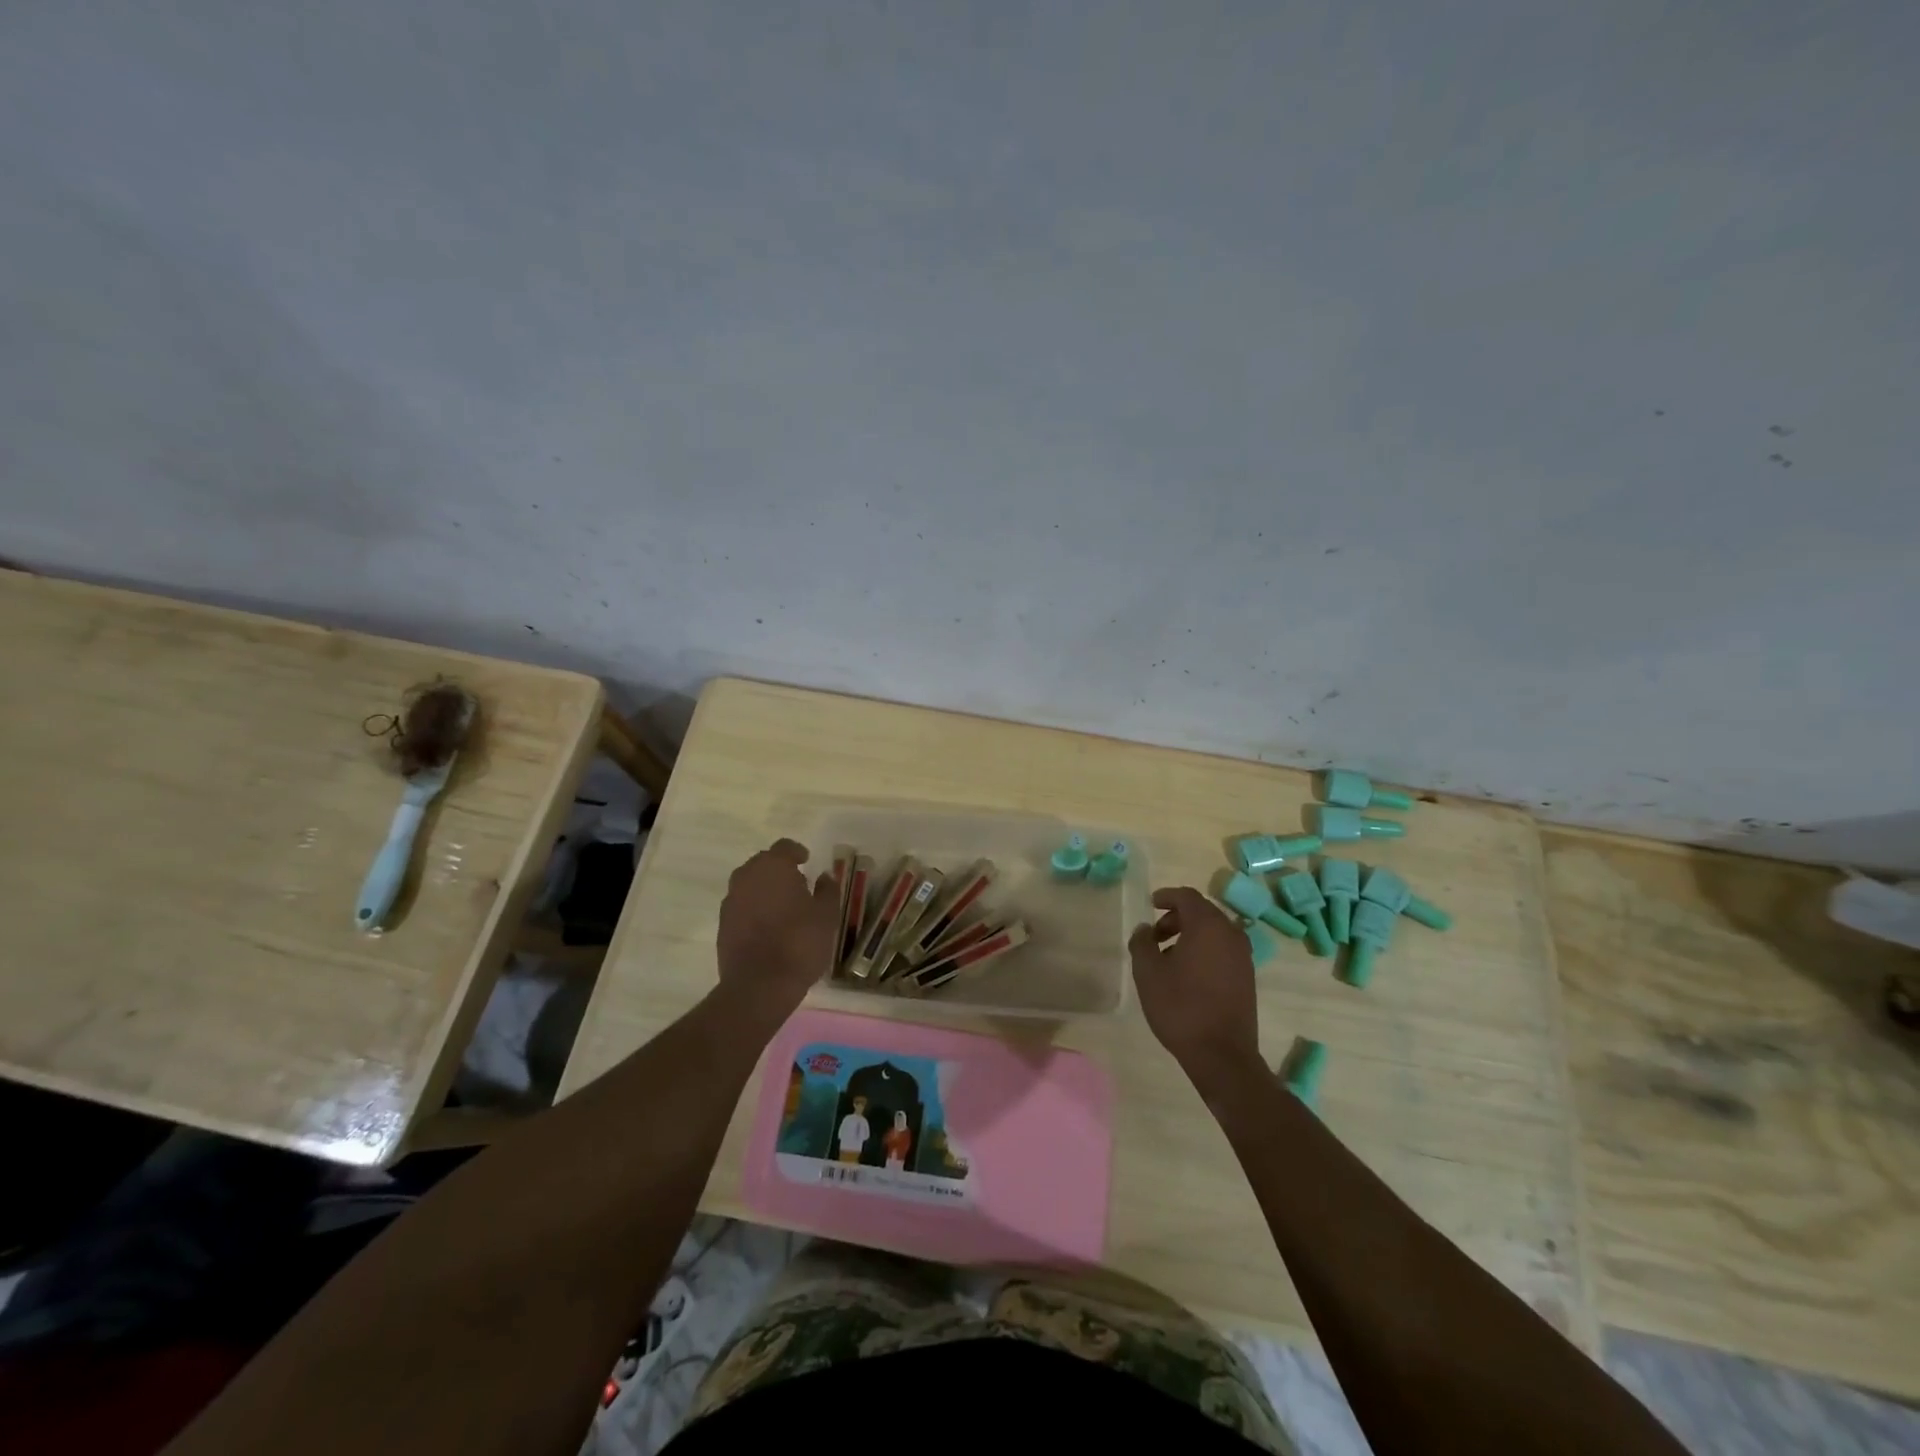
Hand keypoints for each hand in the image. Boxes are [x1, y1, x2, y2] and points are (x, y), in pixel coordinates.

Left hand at [715, 839, 839, 1028]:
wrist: (759, 985)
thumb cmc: (799, 943)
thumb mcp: (826, 915)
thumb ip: (827, 890)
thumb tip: (824, 877)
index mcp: (772, 867)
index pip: (784, 847)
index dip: (796, 852)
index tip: (807, 860)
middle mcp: (746, 877)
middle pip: (763, 863)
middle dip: (779, 869)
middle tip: (798, 884)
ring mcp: (730, 901)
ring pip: (750, 885)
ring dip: (765, 889)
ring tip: (784, 906)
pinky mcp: (722, 925)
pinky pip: (741, 906)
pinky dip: (754, 909)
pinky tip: (769, 926)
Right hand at [1129, 887, 1264, 1098]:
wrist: (1222, 1054)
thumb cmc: (1181, 1006)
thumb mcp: (1148, 972)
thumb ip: (1142, 943)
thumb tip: (1144, 929)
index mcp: (1208, 926)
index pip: (1187, 896)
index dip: (1167, 896)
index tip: (1150, 904)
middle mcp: (1231, 934)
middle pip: (1202, 912)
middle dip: (1176, 918)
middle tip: (1154, 935)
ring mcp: (1243, 956)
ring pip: (1214, 932)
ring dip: (1190, 935)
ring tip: (1167, 956)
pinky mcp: (1247, 976)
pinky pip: (1223, 949)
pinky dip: (1204, 949)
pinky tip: (1186, 973)